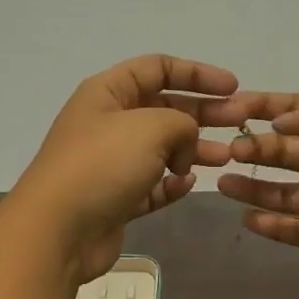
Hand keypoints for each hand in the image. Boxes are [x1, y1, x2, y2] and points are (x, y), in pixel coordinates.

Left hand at [5, 56, 237, 282]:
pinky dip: (171, 184)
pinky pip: (151, 185)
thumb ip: (181, 122)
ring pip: (161, 149)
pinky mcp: (115, 199)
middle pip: (164, 108)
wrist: (58, 229)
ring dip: (193, 150)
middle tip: (240, 123)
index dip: (197, 73)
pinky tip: (188, 185)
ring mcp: (110, 163)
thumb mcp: (150, 127)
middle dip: (203, 113)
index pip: (157, 68)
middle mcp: (107, 123)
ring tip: (226, 157)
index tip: (233, 87)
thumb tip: (183, 144)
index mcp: (108, 92)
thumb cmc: (102, 165)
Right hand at [213, 93, 298, 283]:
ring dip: (253, 186)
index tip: (227, 108)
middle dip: (253, 148)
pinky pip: (297, 229)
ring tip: (222, 181)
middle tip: (225, 151)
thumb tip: (279, 123)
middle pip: (284, 151)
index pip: (297, 111)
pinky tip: (248, 220)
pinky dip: (273, 226)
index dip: (263, 107)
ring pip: (283, 191)